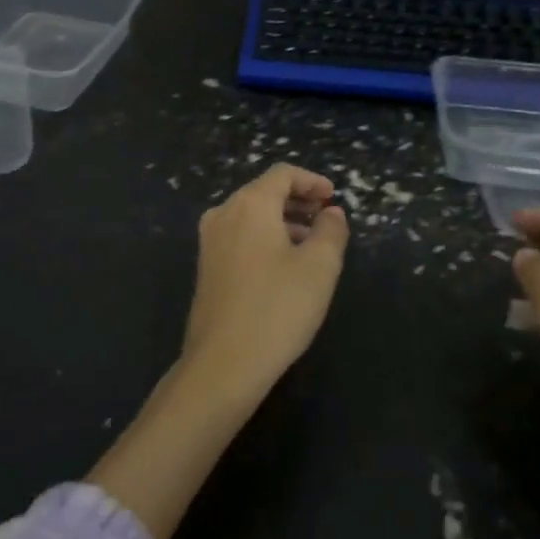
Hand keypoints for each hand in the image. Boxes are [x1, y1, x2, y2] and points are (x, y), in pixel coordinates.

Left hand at [183, 163, 348, 392]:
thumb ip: (331, 230)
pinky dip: (265, 238)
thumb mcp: (320, 267)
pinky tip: (284, 266)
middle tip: (326, 219)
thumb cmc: (278, 308)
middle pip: (264, 192)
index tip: (333, 197)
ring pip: (251, 216)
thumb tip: (331, 212)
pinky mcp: (206, 267)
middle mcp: (224, 214)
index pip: (283, 174)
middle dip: (298, 201)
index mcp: (250, 204)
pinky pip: (240, 237)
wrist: (223, 364)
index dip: (312, 180)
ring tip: (311, 245)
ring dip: (283, 222)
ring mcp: (209, 241)